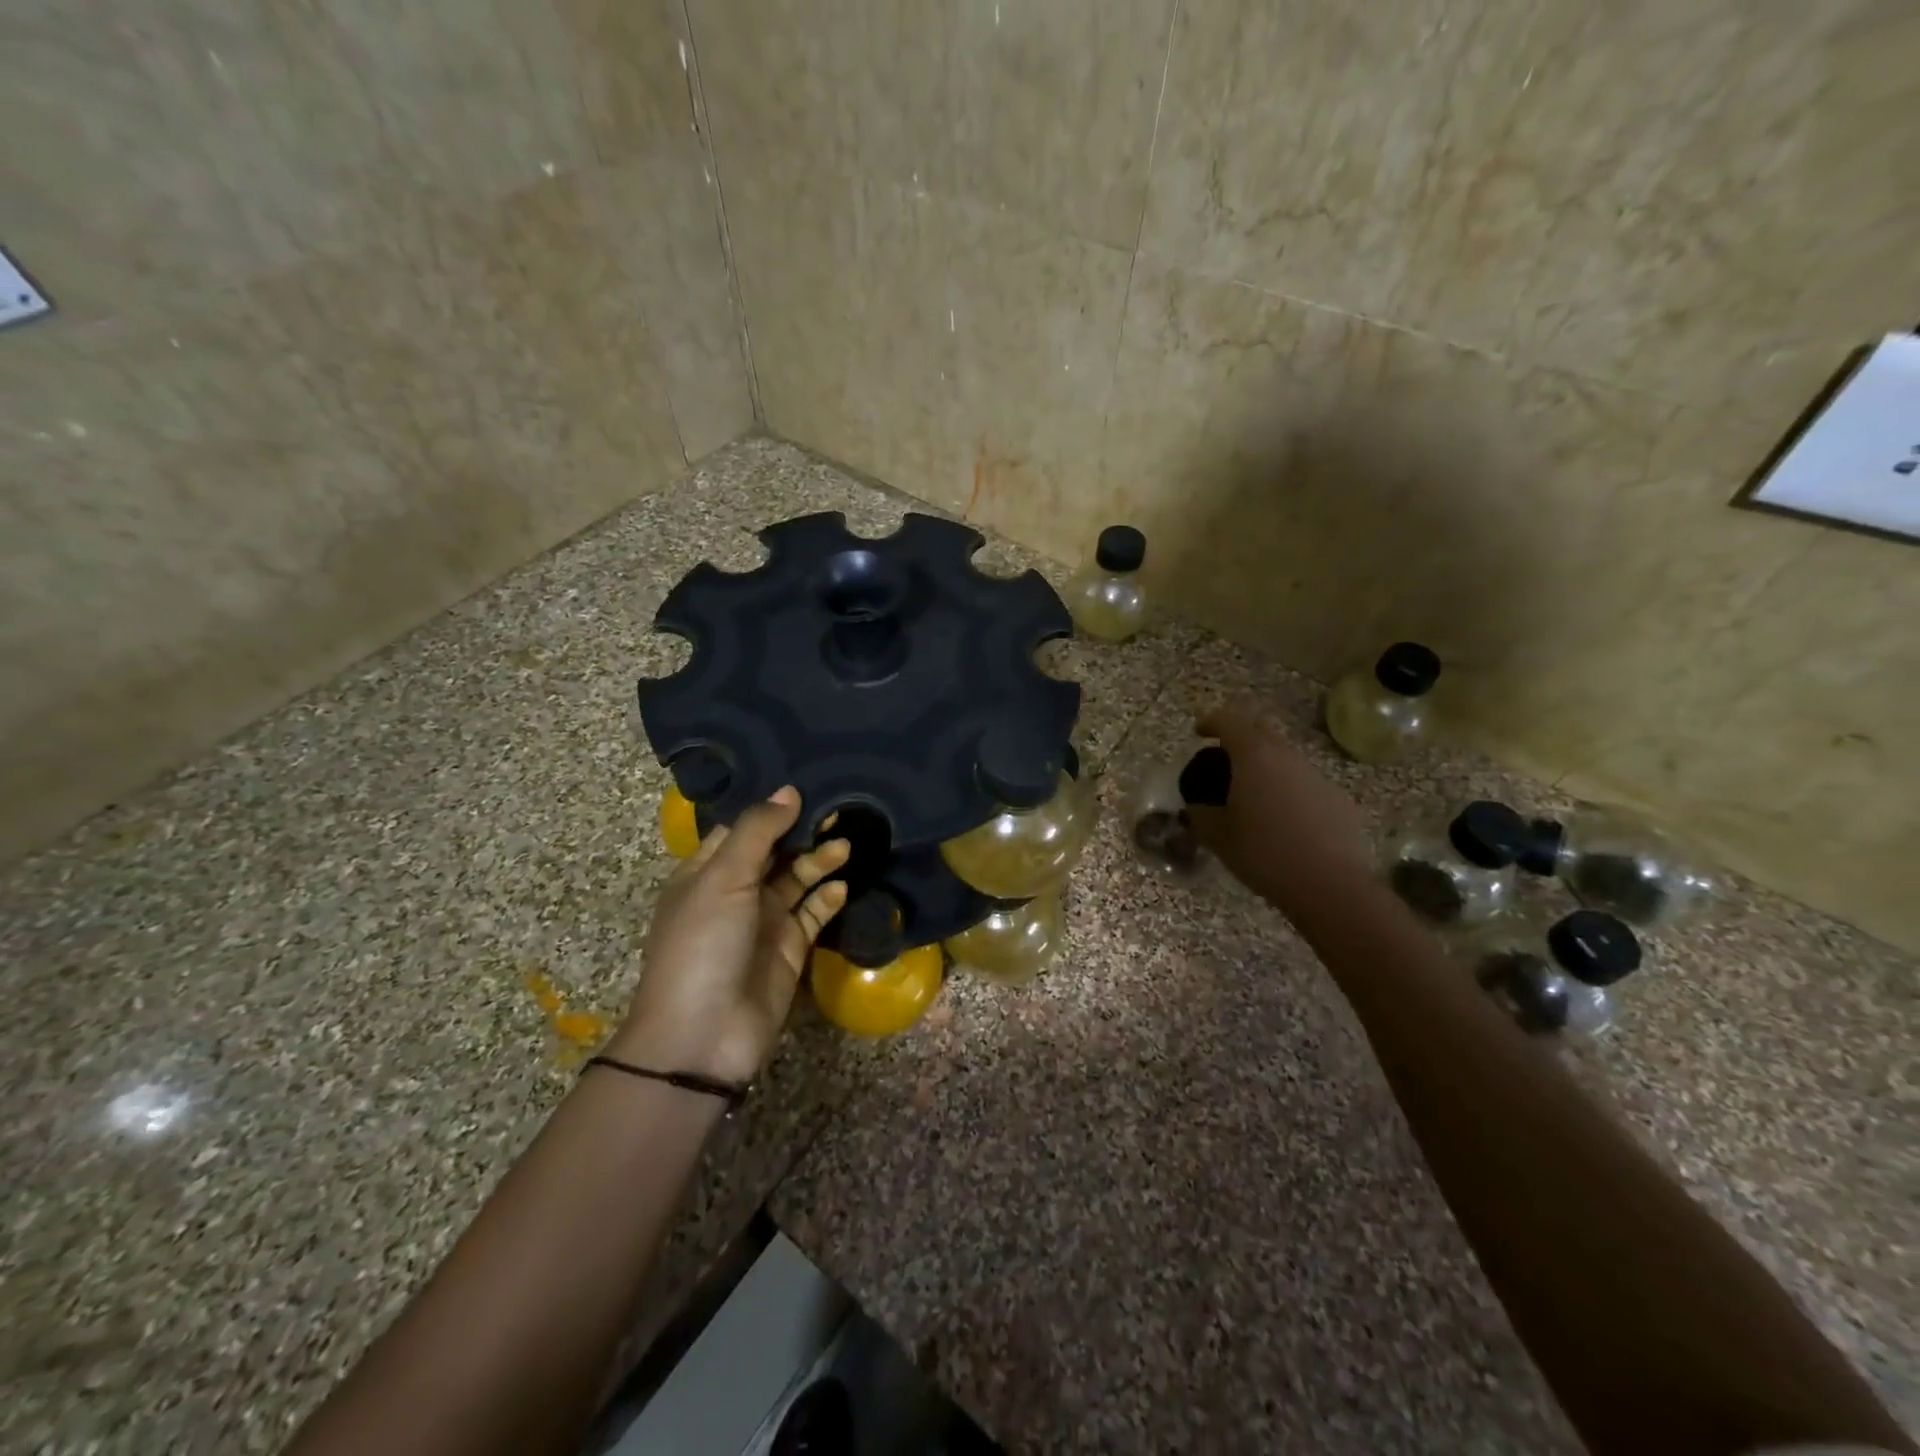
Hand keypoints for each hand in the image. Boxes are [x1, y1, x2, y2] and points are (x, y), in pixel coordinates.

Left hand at [613, 787, 848, 1083]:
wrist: (704, 1034)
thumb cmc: (702, 944)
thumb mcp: (722, 878)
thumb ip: (758, 831)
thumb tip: (789, 790)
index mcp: (707, 871)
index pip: (743, 828)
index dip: (773, 808)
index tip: (809, 786)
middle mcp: (736, 891)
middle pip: (776, 850)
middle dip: (804, 831)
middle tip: (840, 811)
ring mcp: (765, 920)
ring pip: (798, 879)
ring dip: (820, 861)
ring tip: (846, 846)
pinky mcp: (790, 947)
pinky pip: (813, 913)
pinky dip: (828, 898)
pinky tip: (842, 887)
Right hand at [1184, 703, 1370, 907]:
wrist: (1330, 886)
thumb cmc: (1264, 853)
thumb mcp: (1217, 837)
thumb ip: (1200, 814)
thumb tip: (1196, 807)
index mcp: (1255, 757)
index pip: (1229, 721)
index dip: (1211, 722)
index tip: (1198, 733)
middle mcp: (1288, 757)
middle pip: (1261, 734)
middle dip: (1239, 743)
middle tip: (1222, 765)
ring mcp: (1317, 777)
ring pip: (1285, 760)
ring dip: (1265, 770)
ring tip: (1250, 799)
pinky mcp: (1338, 800)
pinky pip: (1304, 785)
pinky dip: (1287, 793)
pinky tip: (1281, 824)